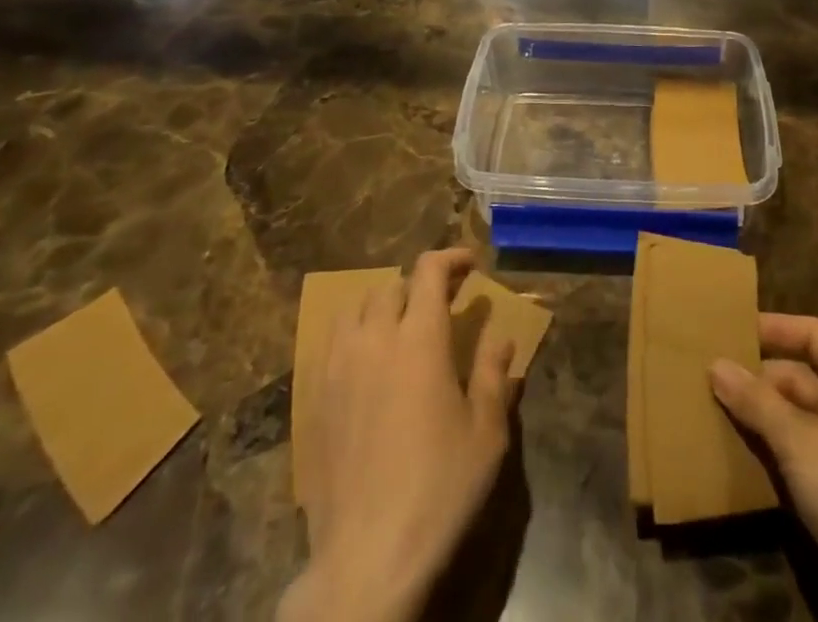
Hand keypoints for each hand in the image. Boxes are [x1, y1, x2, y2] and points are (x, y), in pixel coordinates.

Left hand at [276, 250, 516, 621]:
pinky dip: (352, 335)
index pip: (429, 272)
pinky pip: (330, 344)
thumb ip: (493, 373)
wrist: (367, 559)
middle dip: (419, 286)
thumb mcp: (485, 433)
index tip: (471, 265)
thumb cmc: (439, 490)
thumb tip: (502, 335)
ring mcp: (338, 369)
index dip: (451, 258)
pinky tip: (366, 363)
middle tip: (442, 305)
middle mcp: (375, 340)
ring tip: (400, 327)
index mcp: (420, 339)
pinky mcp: (315, 401)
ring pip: (354, 309)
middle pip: (391, 286)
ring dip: (381, 305)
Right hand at [710, 314, 817, 621]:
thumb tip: (716, 364)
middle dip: (757, 378)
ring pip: (797, 419)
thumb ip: (757, 401)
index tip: (731, 329)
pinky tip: (735, 456)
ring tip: (710, 410)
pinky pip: (800, 457)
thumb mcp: (800, 440)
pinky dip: (772, 453)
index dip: (774, 328)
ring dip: (760, 418)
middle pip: (801, 377)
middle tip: (708, 376)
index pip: (813, 334)